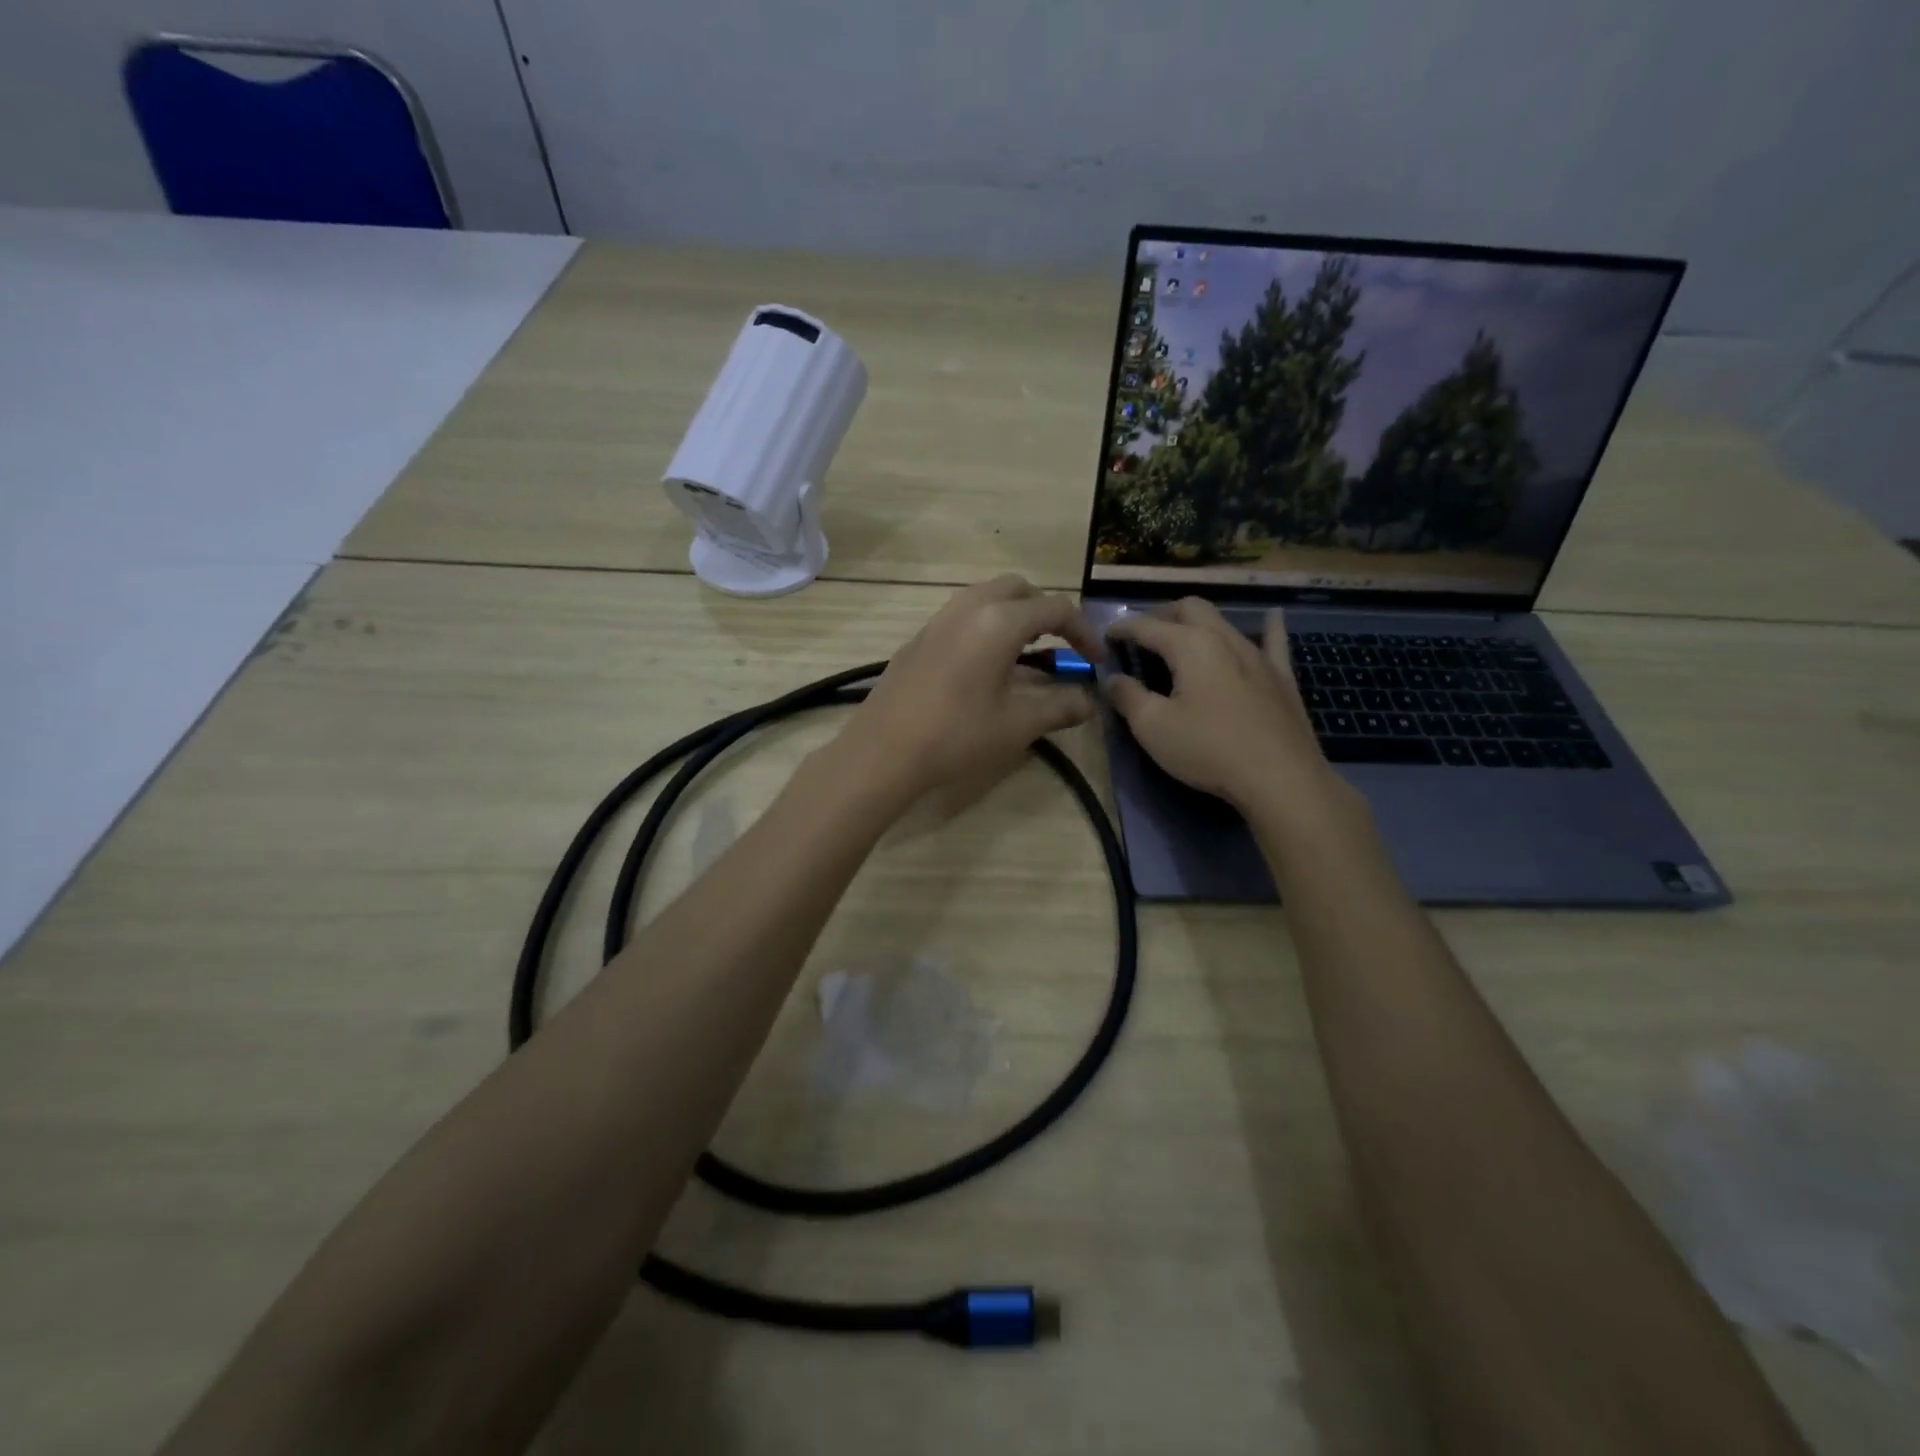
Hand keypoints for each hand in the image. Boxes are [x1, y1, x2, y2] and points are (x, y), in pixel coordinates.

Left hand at [840, 576, 1104, 805]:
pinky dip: (986, 624)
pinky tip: (985, 665)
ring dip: (1014, 615)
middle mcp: (969, 607)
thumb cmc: (957, 735)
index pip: (1055, 609)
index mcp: (1000, 621)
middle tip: (1060, 647)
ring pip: (987, 597)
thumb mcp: (1018, 724)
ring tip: (1026, 653)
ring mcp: (939, 619)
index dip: (1083, 632)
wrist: (884, 750)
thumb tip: (1090, 702)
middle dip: (1046, 612)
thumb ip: (1061, 707)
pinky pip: (962, 614)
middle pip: (1019, 589)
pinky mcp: (919, 637)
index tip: (1096, 660)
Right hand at [1107, 599, 1355, 821]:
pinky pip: (1273, 641)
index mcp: (1189, 645)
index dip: (1122, 628)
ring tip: (1182, 638)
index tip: (1105, 636)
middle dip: (1161, 615)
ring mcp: (1257, 654)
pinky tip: (1271, 617)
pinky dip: (1267, 626)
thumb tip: (1113, 680)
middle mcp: (1224, 638)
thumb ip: (1128, 697)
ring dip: (1198, 623)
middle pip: (1189, 609)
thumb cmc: (1207, 749)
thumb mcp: (1153, 727)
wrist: (1279, 777)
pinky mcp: (1281, 676)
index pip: (1146, 626)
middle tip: (1143, 635)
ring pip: (1224, 622)